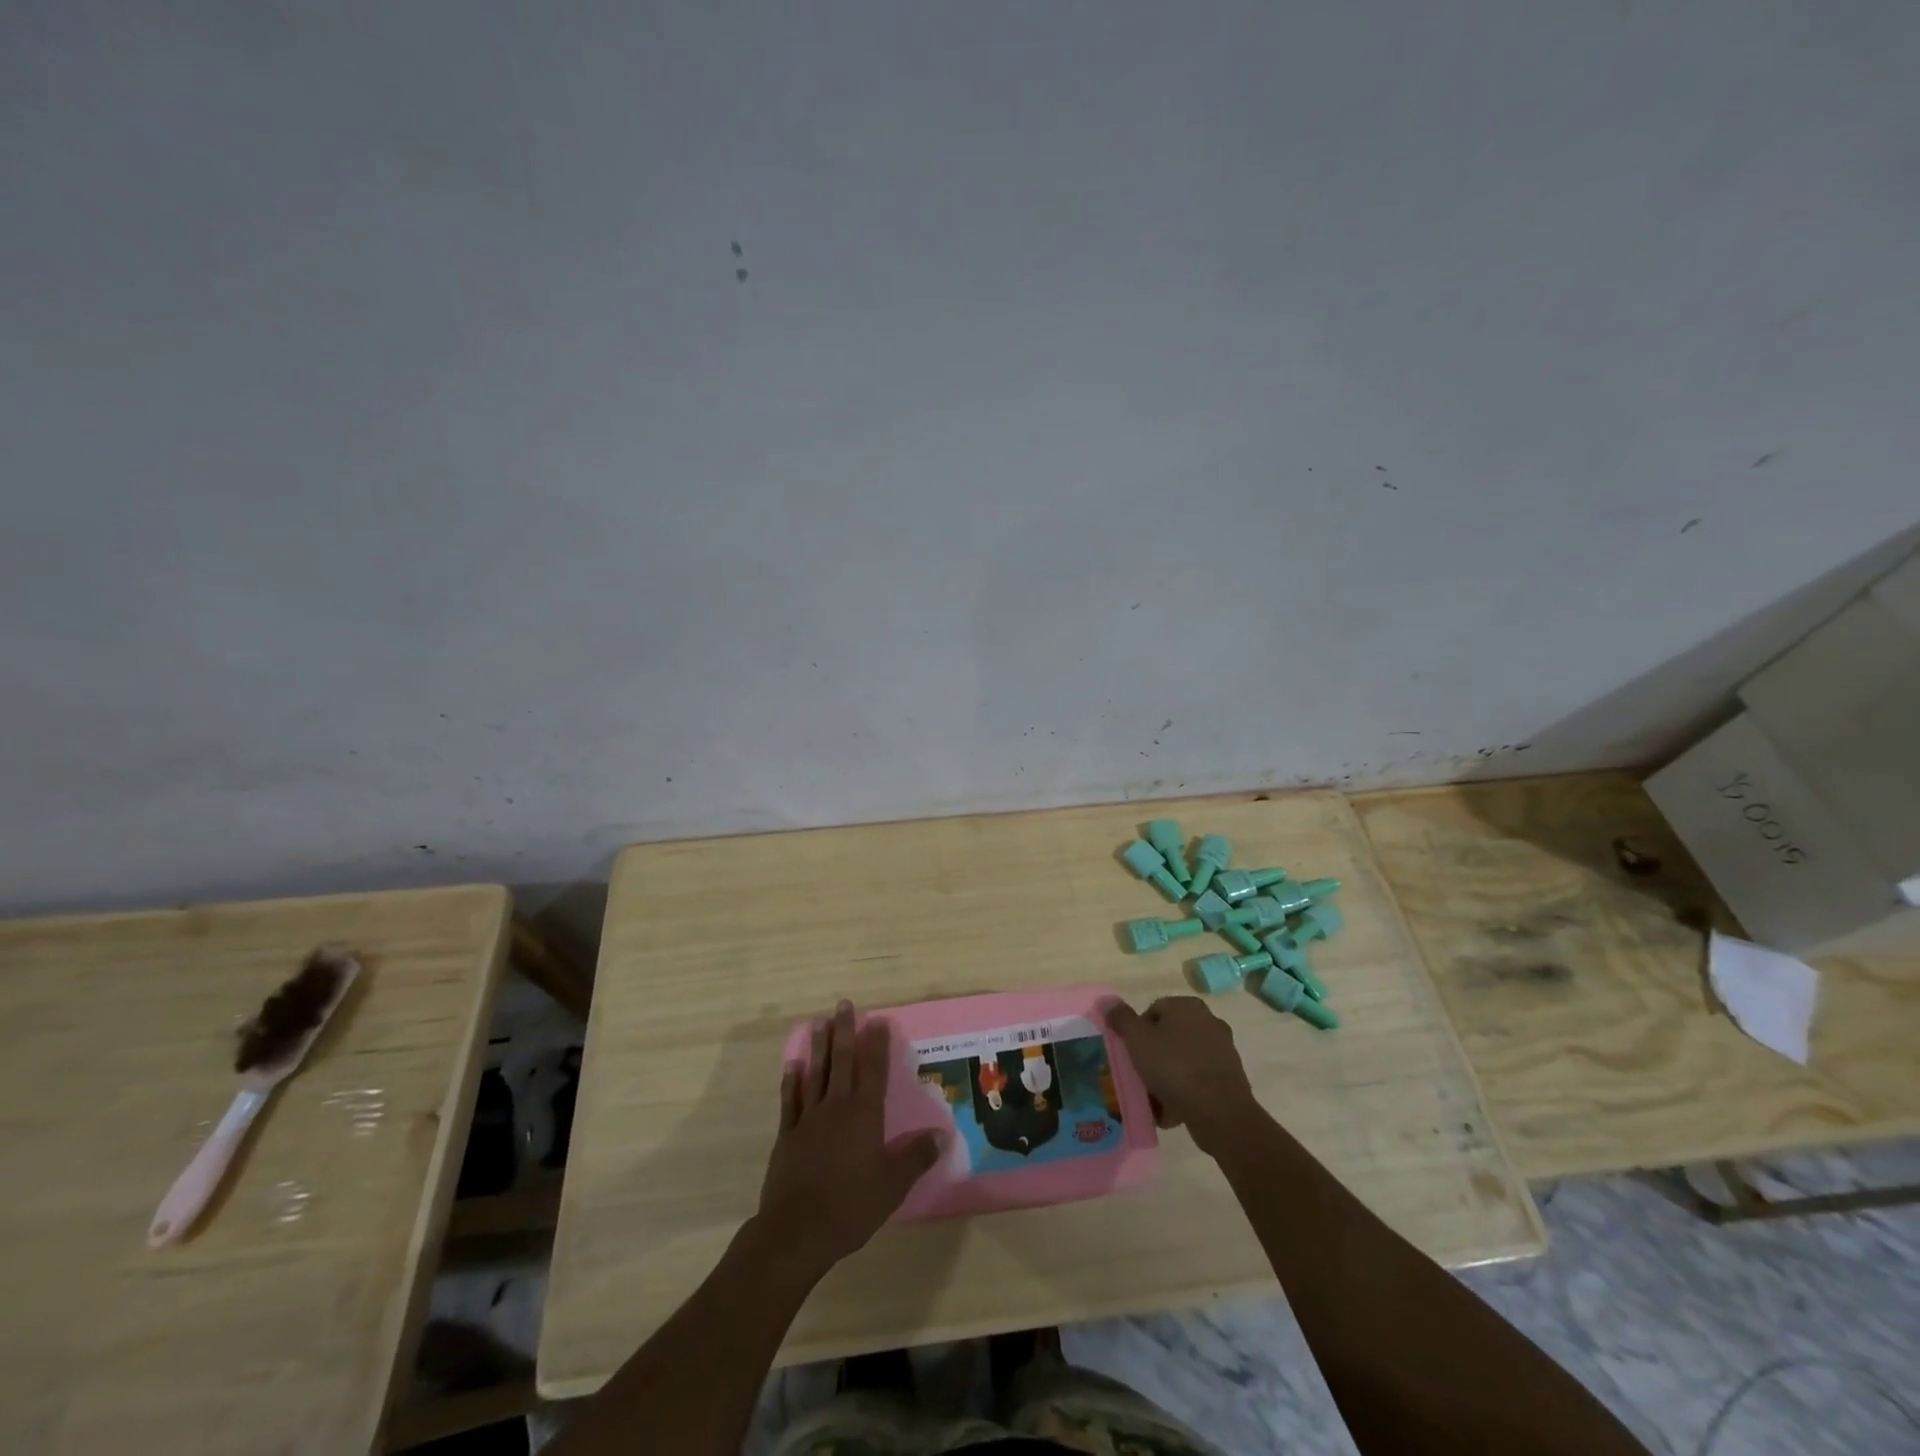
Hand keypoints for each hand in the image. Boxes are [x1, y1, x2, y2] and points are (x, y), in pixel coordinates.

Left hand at [755, 1001, 940, 1279]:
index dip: (877, 1044)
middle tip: (844, 1005)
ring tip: (819, 1022)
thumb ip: (916, 1157)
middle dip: (845, 1031)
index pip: (873, 1070)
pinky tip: (792, 1066)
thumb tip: (943, 1135)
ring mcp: (808, 1118)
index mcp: (864, 1114)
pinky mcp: (787, 1135)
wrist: (796, 1231)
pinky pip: (790, 1100)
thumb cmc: (851, 1206)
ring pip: (816, 1073)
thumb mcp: (893, 1186)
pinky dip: (792, 1081)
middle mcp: (837, 1106)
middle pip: (842, 1061)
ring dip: (819, 1047)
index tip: (878, 1020)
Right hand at [1108, 996, 1261, 1154]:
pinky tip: (1173, 1110)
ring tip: (1154, 1099)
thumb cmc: (1173, 1067)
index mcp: (1187, 1006)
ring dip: (1168, 1076)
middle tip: (1140, 1075)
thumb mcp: (1137, 1039)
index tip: (1131, 1054)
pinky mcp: (1231, 1076)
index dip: (1137, 1032)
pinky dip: (1185, 1091)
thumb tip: (1109, 1002)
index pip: (1153, 1011)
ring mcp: (1223, 1049)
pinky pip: (1198, 1079)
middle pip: (1169, 1036)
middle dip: (1153, 1055)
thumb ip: (1121, 1018)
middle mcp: (1208, 1021)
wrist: (1219, 1111)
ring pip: (1183, 1060)